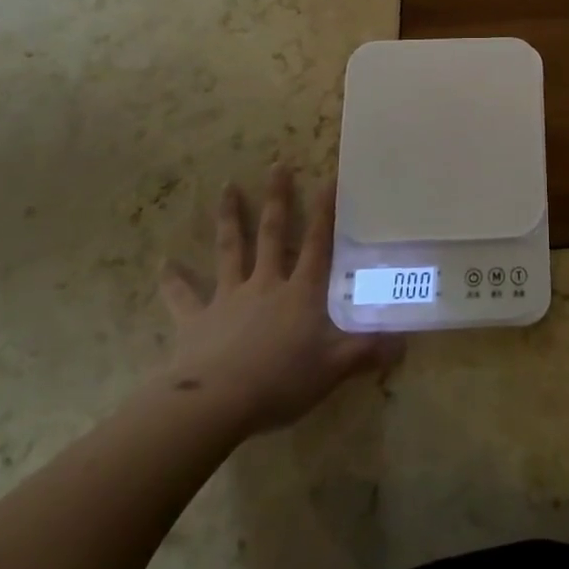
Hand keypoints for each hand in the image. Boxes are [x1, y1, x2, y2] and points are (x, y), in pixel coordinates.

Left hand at [159, 165, 400, 438]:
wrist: (214, 403)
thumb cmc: (279, 381)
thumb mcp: (332, 369)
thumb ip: (367, 352)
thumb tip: (405, 344)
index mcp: (300, 292)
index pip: (317, 243)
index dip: (325, 211)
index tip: (328, 178)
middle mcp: (265, 283)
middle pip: (272, 233)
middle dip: (277, 198)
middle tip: (276, 165)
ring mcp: (228, 298)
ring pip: (230, 249)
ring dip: (229, 218)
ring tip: (226, 187)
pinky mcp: (196, 320)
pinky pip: (183, 297)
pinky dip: (173, 280)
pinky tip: (163, 263)